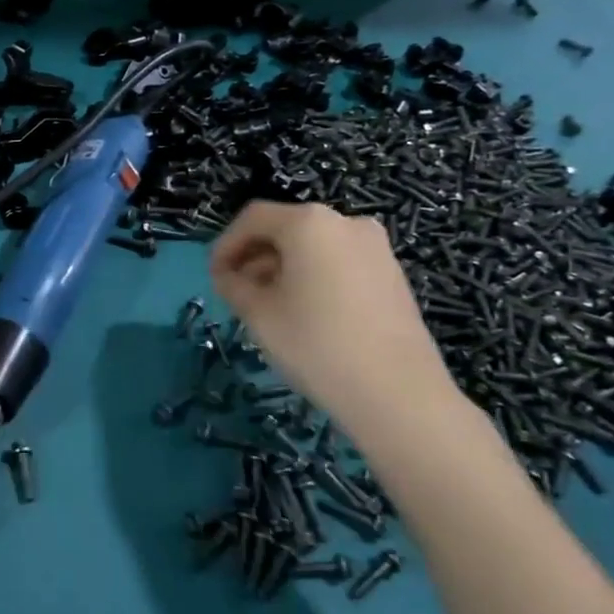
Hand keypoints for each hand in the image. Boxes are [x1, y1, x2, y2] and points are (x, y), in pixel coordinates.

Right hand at [210, 201, 455, 437]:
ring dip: (284, 268)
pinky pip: (340, 263)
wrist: (399, 395)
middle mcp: (346, 222)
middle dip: (255, 257)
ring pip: (314, 247)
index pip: (253, 218)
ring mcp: (376, 248)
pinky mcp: (393, 275)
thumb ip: (233, 284)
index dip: (226, 245)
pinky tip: (306, 314)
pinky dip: (314, 277)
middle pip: (286, 229)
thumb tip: (229, 276)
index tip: (214, 277)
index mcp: (309, 222)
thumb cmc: (316, 345)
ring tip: (269, 306)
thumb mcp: (257, 313)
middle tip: (237, 293)